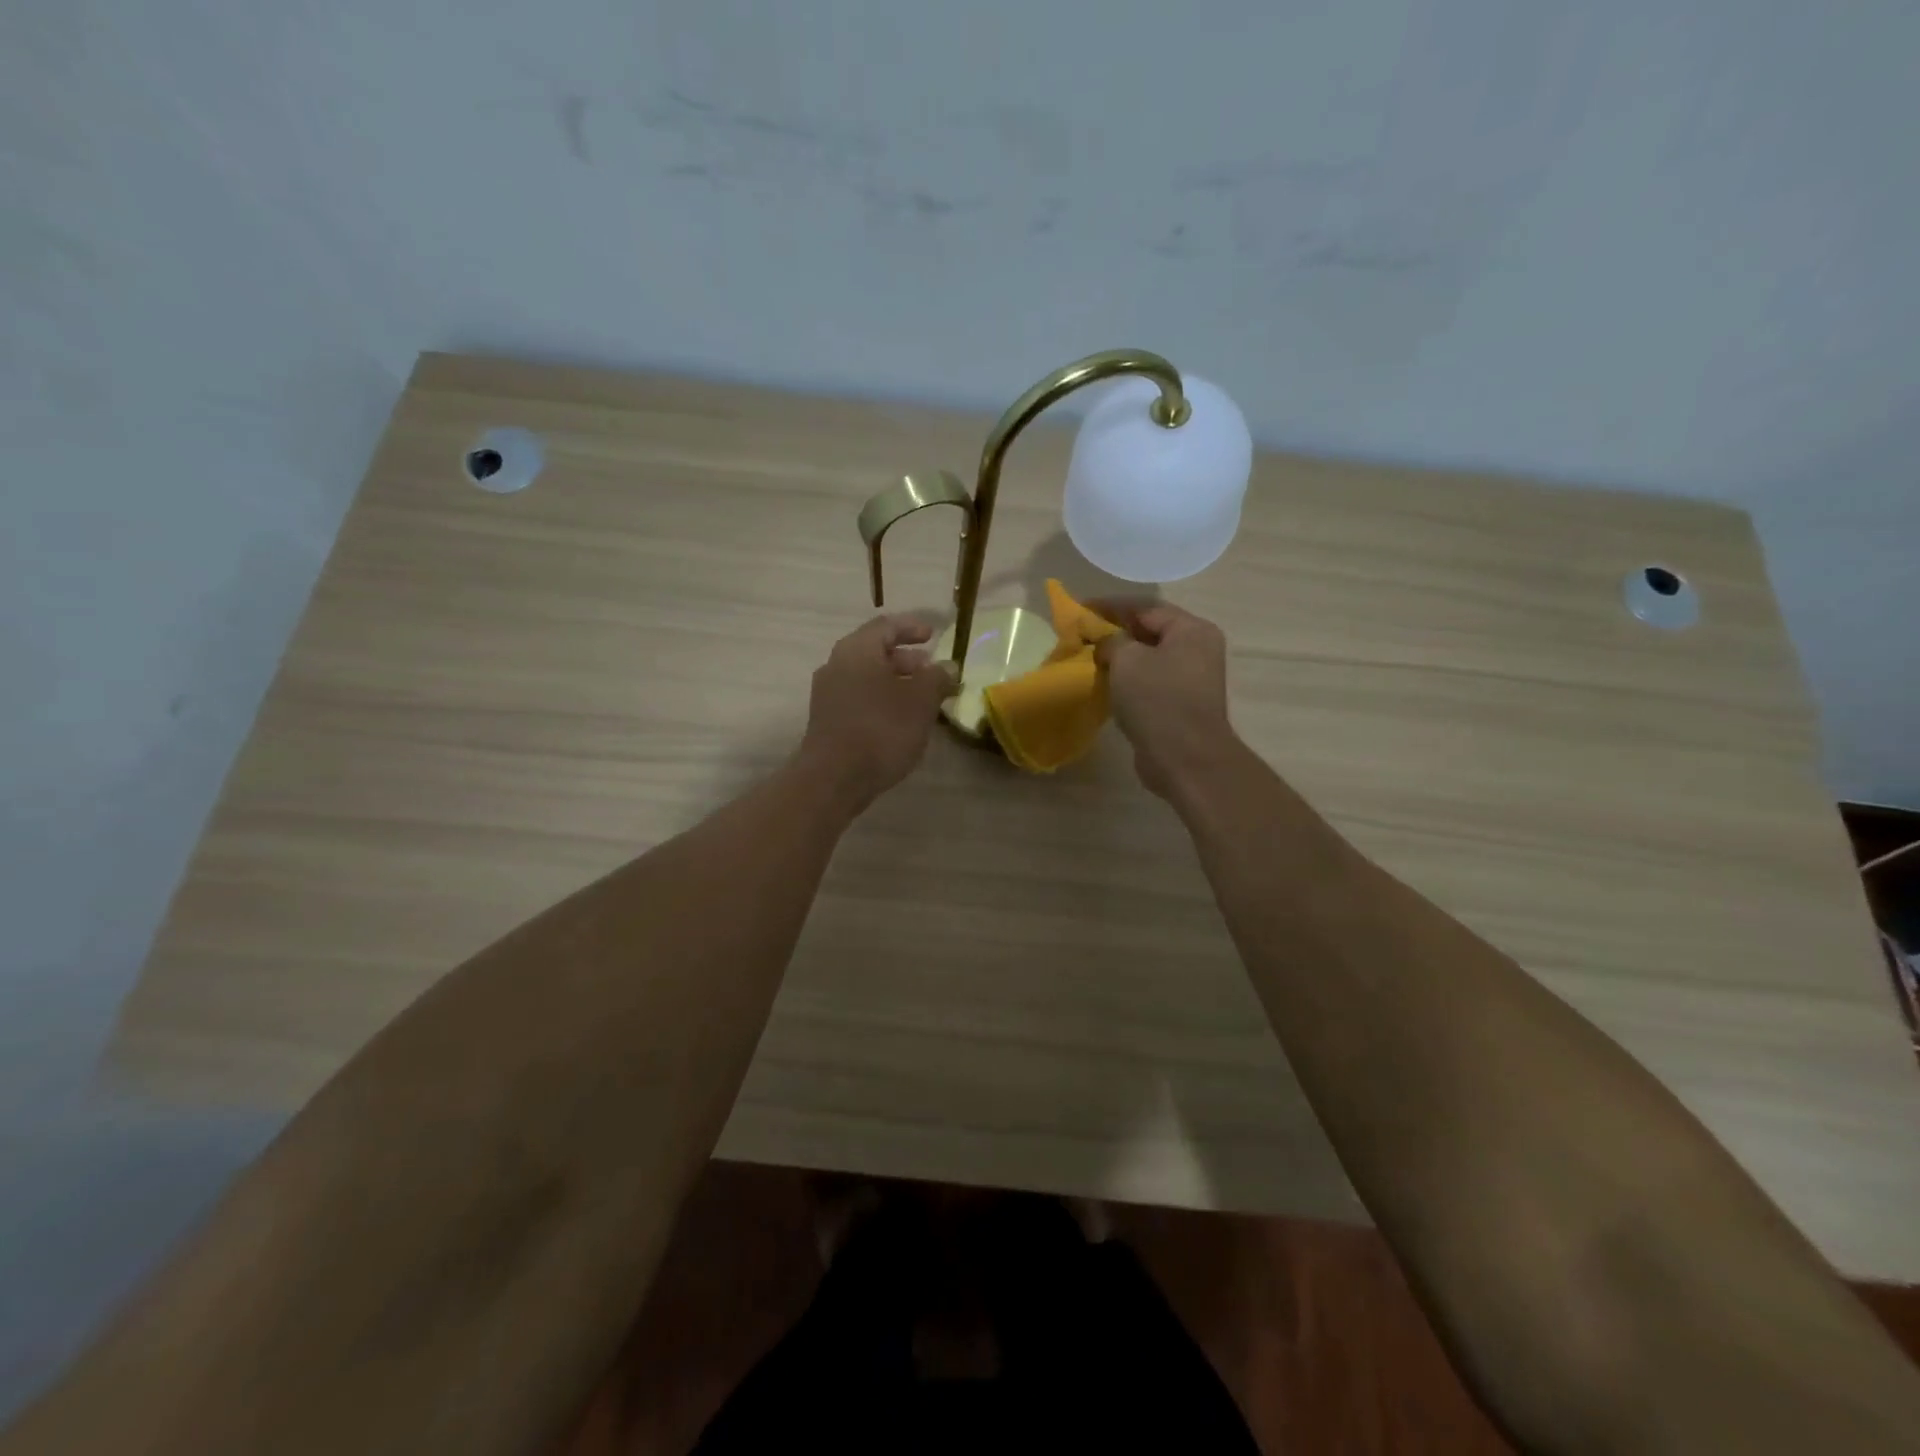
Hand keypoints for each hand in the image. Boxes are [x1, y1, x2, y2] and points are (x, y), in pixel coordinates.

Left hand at [797, 614, 956, 812]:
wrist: (834, 778)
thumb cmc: (881, 730)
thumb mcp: (921, 701)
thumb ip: (937, 678)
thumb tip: (947, 666)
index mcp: (857, 650)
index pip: (886, 626)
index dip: (912, 627)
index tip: (933, 635)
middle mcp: (836, 665)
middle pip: (874, 651)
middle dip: (906, 659)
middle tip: (931, 671)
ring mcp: (828, 694)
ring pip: (866, 677)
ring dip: (895, 682)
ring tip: (921, 698)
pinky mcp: (827, 720)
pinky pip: (859, 698)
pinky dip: (881, 699)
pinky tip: (900, 719)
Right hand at [1093, 601, 1235, 798]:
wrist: (1185, 758)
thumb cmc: (1157, 699)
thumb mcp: (1127, 659)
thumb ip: (1111, 641)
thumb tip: (1105, 642)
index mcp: (1192, 630)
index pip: (1146, 607)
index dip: (1111, 606)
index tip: (1080, 608)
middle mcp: (1197, 650)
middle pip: (1149, 632)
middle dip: (1115, 632)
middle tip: (1082, 635)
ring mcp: (1192, 680)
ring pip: (1148, 659)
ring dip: (1120, 658)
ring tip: (1090, 659)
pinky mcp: (1180, 705)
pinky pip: (1150, 683)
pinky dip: (1128, 680)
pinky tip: (1106, 685)